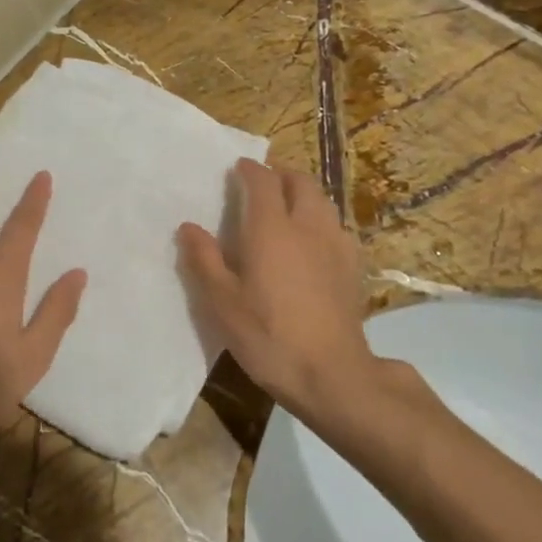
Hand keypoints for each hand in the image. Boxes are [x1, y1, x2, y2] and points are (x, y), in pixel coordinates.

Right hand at [176, 159, 378, 420]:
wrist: (332, 374)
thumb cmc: (268, 336)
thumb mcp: (222, 303)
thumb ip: (204, 260)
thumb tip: (188, 227)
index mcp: (272, 229)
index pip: (263, 181)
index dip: (250, 169)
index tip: (237, 168)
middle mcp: (308, 226)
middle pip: (300, 182)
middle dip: (281, 175)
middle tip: (263, 183)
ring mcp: (336, 245)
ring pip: (323, 202)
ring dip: (303, 194)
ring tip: (287, 208)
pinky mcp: (353, 267)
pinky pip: (336, 227)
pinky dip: (321, 220)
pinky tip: (313, 243)